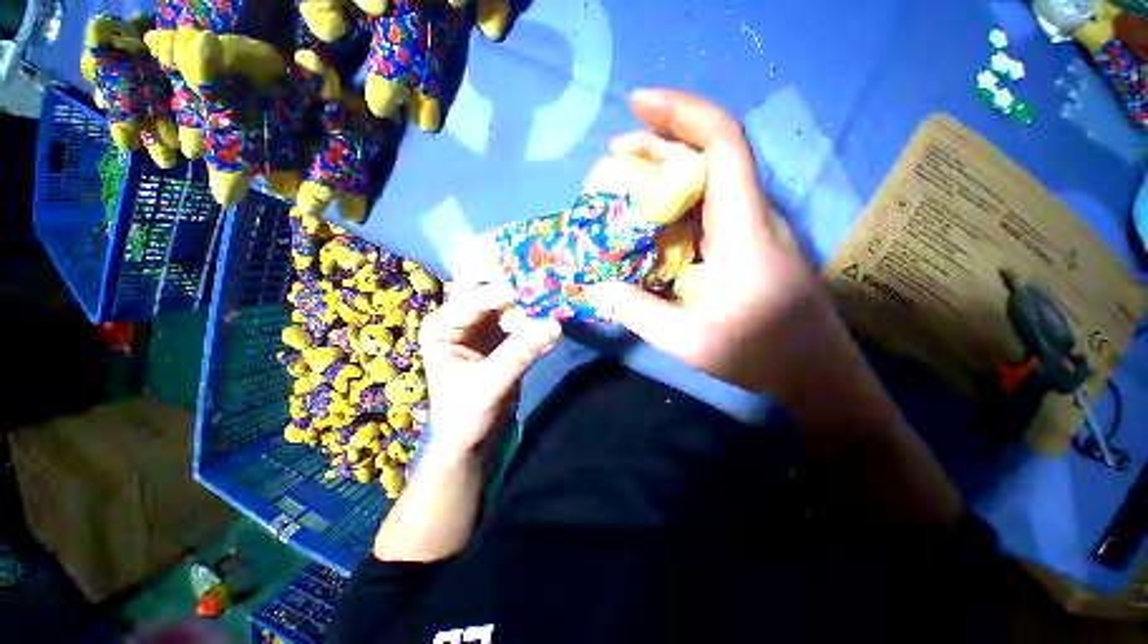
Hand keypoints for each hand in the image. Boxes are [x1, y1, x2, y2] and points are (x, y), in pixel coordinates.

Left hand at [418, 283, 562, 457]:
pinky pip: (517, 315)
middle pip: (487, 290)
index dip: (506, 292)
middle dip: (514, 286)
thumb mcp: (491, 384)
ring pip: (505, 300)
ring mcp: (479, 325)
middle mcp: (458, 318)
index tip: (538, 287)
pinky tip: (550, 312)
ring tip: (551, 295)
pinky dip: (533, 313)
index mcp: (442, 326)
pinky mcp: (498, 334)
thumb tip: (555, 325)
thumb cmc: (466, 416)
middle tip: (544, 282)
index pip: (475, 299)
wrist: (470, 439)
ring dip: (527, 298)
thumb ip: (521, 352)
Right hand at [586, 89, 851, 399]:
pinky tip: (649, 224)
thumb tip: (597, 289)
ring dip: (663, 175)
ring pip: (708, 183)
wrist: (815, 373)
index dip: (682, 112)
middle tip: (612, 159)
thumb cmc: (759, 354)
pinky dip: (673, 206)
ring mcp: (752, 230)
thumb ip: (638, 312)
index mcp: (743, 228)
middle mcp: (751, 216)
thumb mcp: (687, 339)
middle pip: (709, 157)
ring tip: (622, 185)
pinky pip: (708, 211)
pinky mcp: (748, 246)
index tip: (637, 105)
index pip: (723, 144)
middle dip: (658, 144)